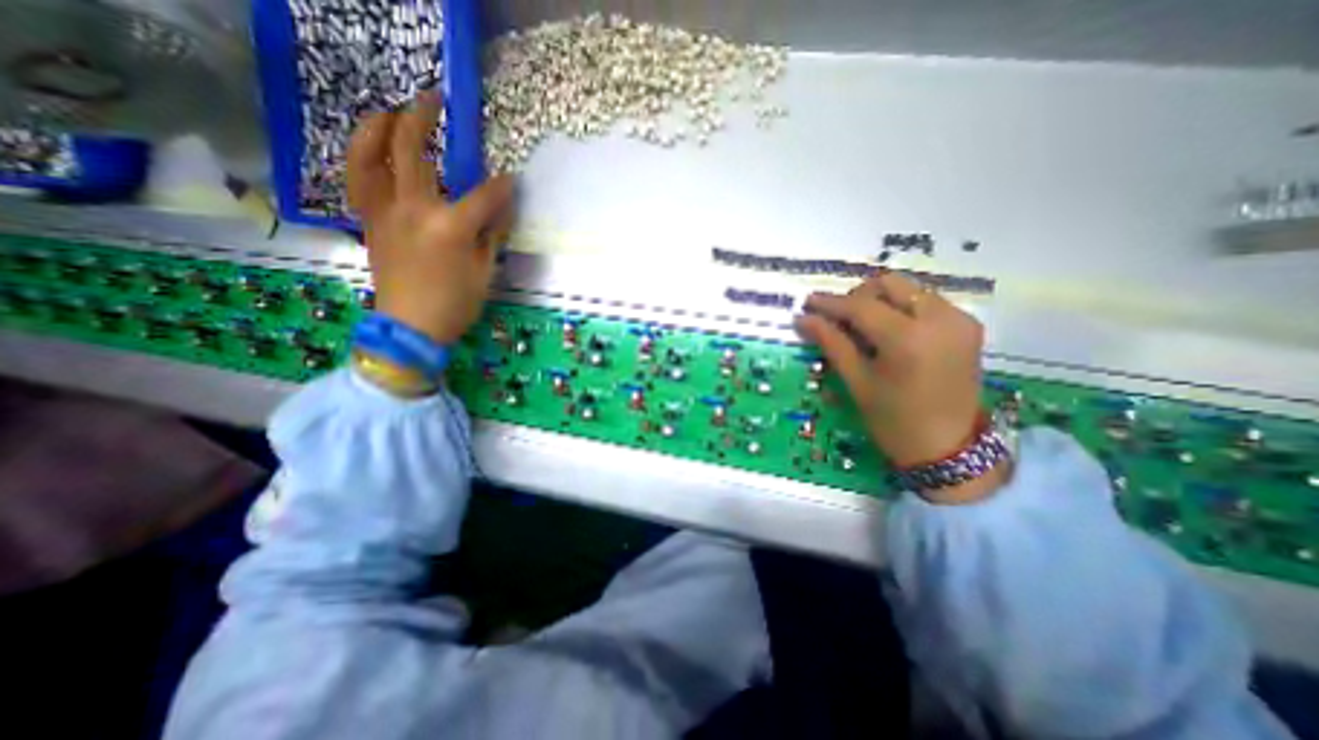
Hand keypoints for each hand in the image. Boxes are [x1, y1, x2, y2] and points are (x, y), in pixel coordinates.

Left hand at [343, 89, 513, 341]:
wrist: (410, 327)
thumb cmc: (455, 304)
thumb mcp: (485, 272)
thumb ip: (491, 235)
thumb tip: (500, 210)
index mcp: (450, 227)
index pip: (483, 196)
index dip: (501, 187)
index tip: (510, 180)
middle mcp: (413, 208)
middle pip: (411, 149)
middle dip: (423, 118)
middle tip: (433, 99)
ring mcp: (385, 211)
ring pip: (370, 155)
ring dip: (377, 126)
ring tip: (390, 112)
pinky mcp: (370, 220)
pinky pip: (359, 179)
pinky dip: (363, 158)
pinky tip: (374, 152)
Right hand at [797, 271, 1006, 501]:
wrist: (948, 449)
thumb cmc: (894, 421)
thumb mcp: (857, 382)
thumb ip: (831, 343)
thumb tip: (802, 319)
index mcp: (908, 338)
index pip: (860, 306)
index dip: (830, 303)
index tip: (807, 303)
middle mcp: (939, 318)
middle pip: (889, 284)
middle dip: (858, 296)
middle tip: (839, 319)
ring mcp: (959, 320)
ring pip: (908, 290)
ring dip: (880, 301)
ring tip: (862, 328)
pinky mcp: (968, 326)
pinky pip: (926, 302)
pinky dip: (901, 309)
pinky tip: (889, 333)